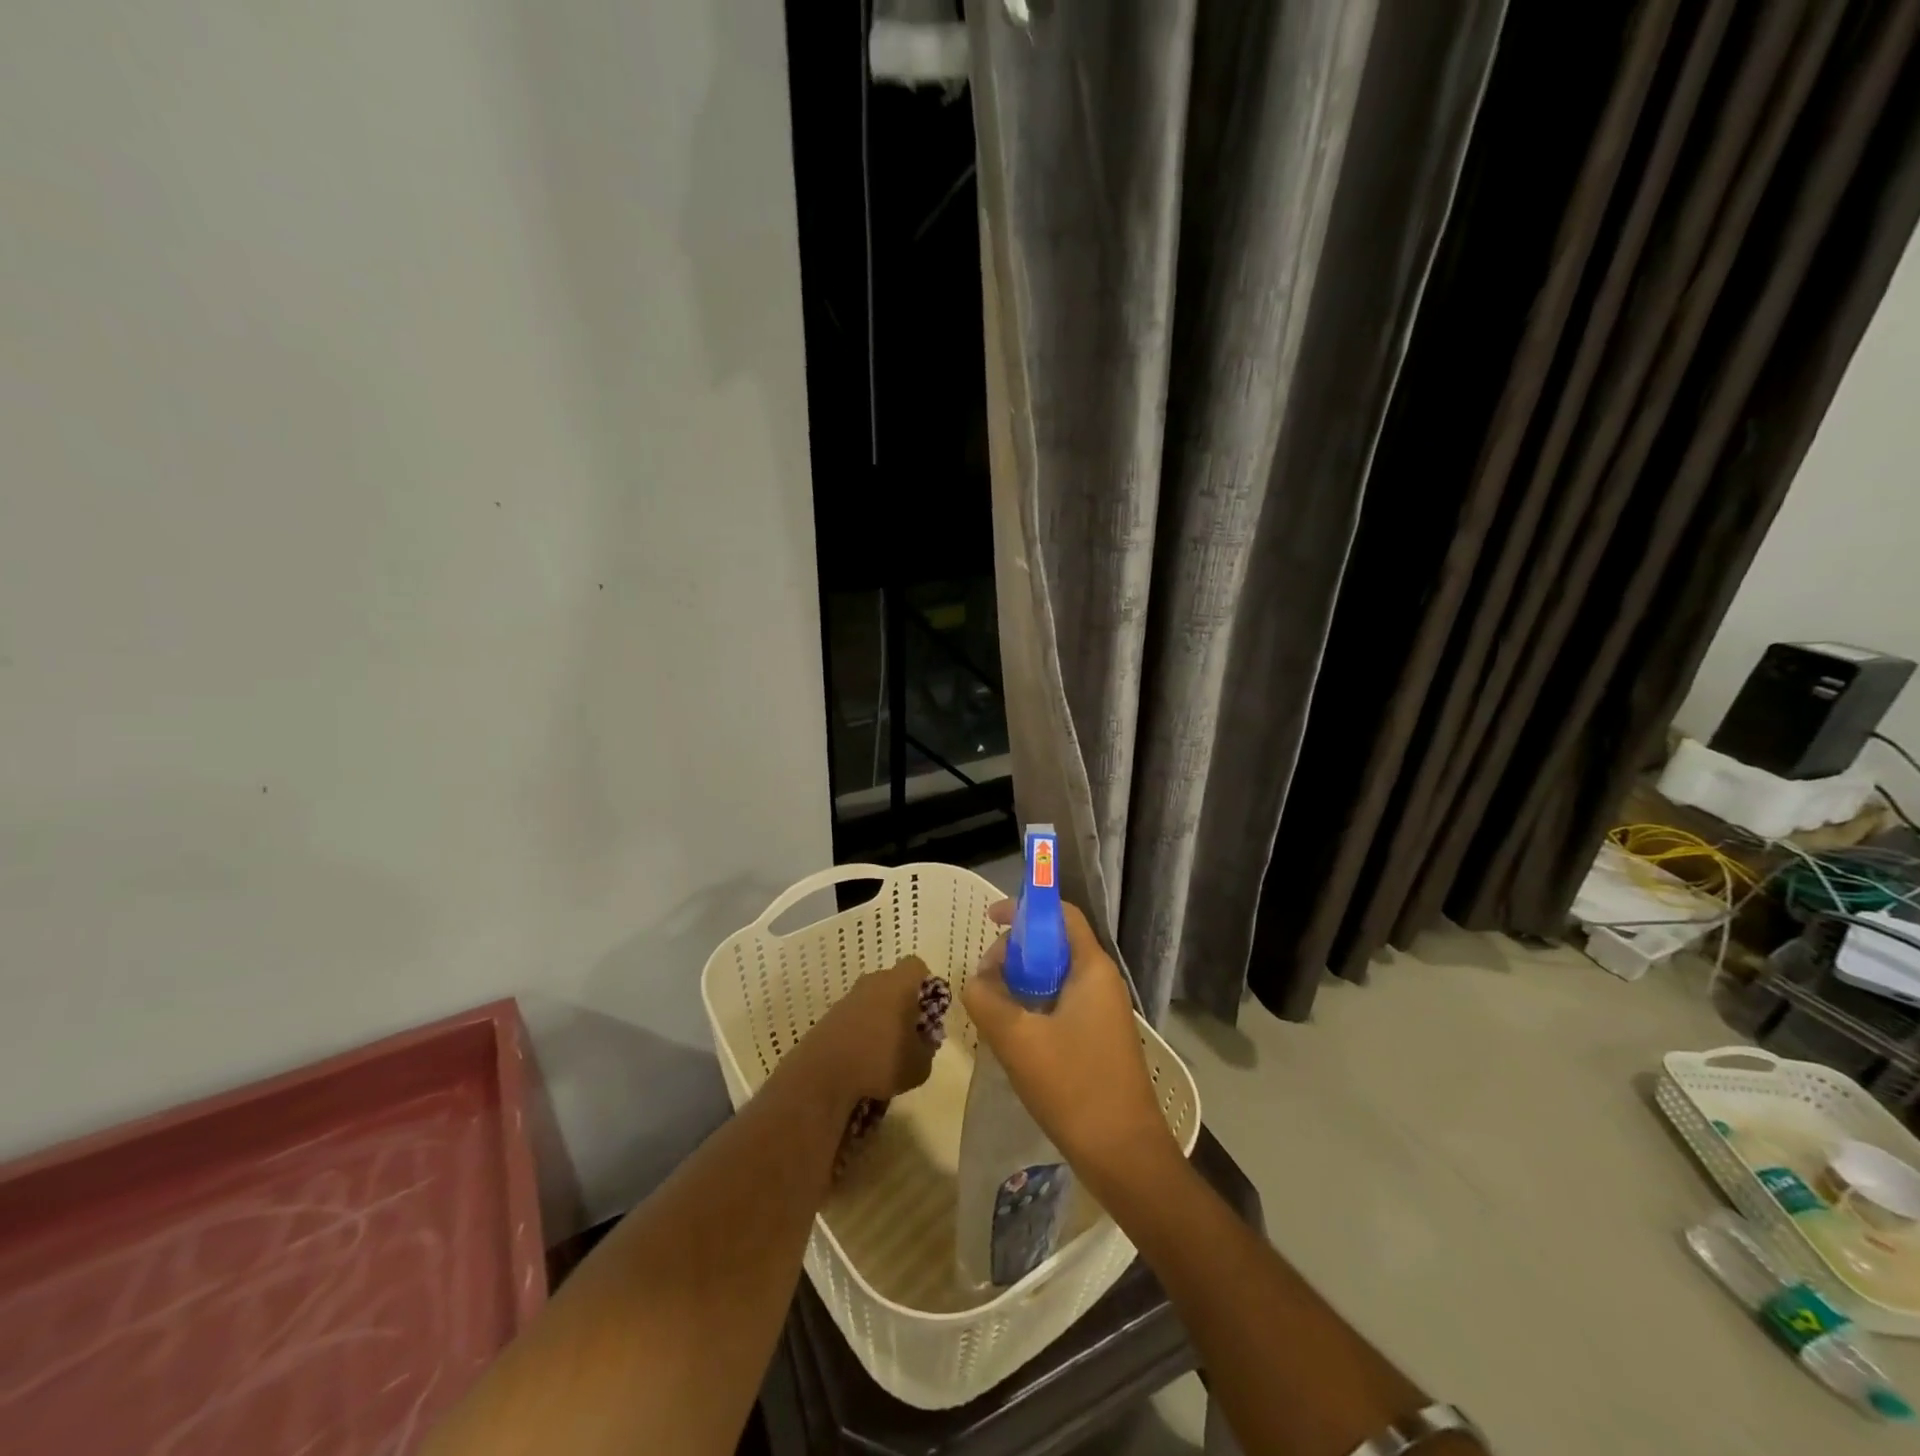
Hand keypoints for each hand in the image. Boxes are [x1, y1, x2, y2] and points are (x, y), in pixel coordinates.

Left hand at [795, 955, 939, 1105]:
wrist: (822, 1074)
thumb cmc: (880, 1061)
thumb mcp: (919, 1065)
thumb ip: (927, 1049)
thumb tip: (924, 1042)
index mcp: (898, 984)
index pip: (916, 966)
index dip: (925, 983)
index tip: (928, 1008)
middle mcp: (873, 982)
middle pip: (893, 982)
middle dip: (903, 1003)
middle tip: (909, 1032)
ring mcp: (849, 997)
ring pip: (873, 999)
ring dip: (881, 1018)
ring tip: (885, 1050)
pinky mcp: (831, 1015)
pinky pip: (855, 1015)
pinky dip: (861, 1030)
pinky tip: (863, 1057)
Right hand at [962, 900, 1177, 1186]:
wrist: (1125, 1156)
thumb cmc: (1074, 1088)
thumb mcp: (1017, 1040)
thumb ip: (986, 999)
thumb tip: (976, 979)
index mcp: (1092, 968)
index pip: (1061, 915)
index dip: (1025, 909)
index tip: (989, 919)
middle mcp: (1102, 981)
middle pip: (1055, 944)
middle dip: (1016, 951)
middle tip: (985, 977)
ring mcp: (1103, 1012)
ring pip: (1055, 978)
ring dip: (1021, 982)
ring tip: (992, 1006)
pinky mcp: (1098, 1039)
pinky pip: (1061, 1005)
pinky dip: (1033, 1006)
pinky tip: (1012, 1034)